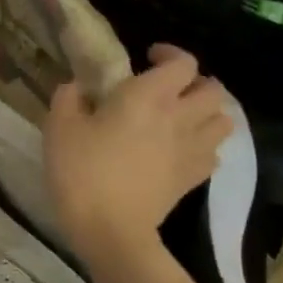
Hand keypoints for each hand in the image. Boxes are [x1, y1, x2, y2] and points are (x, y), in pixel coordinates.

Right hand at [44, 43, 233, 261]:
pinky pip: (215, 153)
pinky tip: (183, 150)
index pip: (182, 62)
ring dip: (208, 113)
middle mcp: (180, 116)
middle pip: (212, 89)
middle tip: (170, 90)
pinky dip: (205, 146)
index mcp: (148, 96)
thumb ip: (68, 98)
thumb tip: (76, 86)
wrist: (109, 228)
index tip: (148, 57)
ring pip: (223, 120)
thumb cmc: (82, 171)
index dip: (169, 54)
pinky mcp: (194, 178)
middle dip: (195, 83)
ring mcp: (192, 149)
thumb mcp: (59, 128)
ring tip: (183, 118)